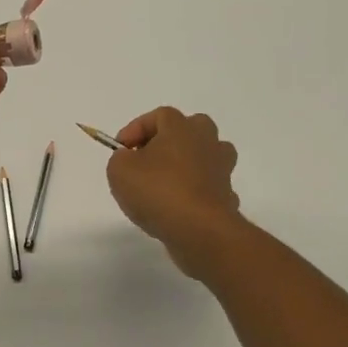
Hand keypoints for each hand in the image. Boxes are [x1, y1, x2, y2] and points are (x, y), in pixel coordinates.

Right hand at [106, 107, 241, 266]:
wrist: (200, 230)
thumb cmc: (158, 190)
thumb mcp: (120, 169)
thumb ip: (121, 158)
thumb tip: (130, 159)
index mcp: (182, 127)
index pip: (159, 116)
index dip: (136, 129)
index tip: (121, 150)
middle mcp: (207, 141)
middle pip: (190, 130)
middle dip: (168, 141)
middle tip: (147, 159)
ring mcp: (222, 169)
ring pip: (205, 157)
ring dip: (187, 165)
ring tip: (165, 183)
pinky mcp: (227, 196)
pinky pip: (209, 187)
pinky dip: (196, 193)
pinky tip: (180, 208)